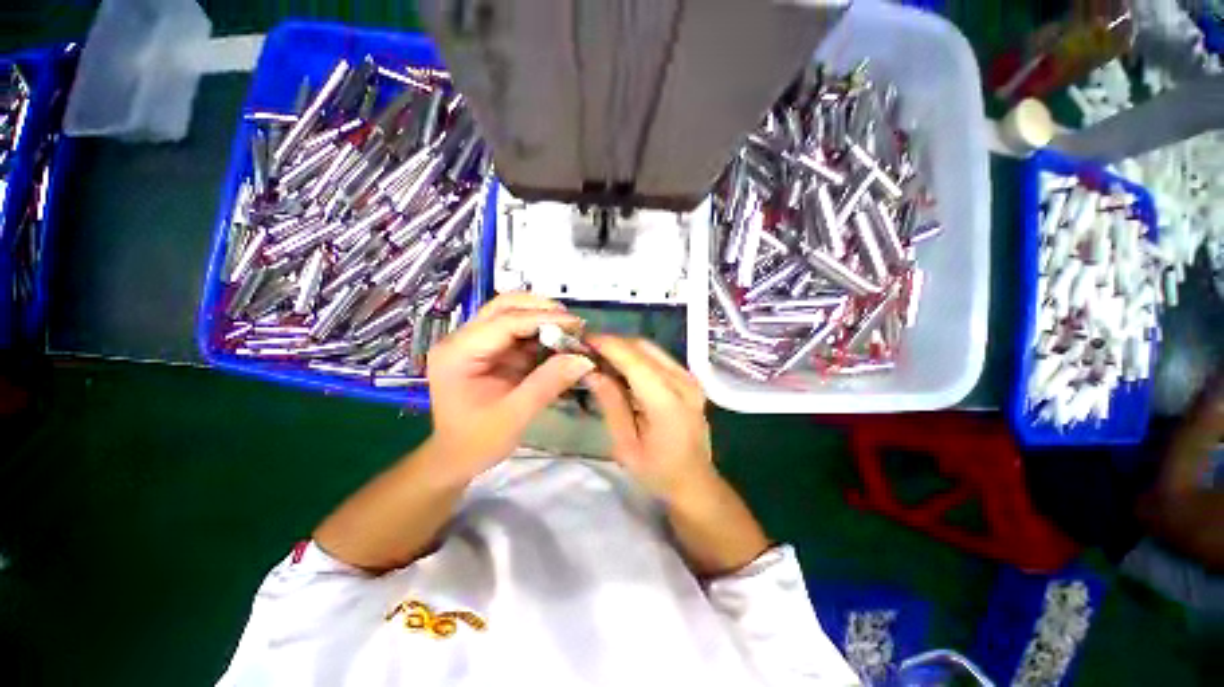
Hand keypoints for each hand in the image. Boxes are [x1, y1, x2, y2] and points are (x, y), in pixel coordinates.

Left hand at [427, 292, 594, 481]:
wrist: (456, 458)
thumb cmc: (478, 441)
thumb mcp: (515, 415)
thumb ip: (548, 383)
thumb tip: (584, 359)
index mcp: (459, 353)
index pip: (505, 322)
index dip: (543, 318)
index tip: (576, 323)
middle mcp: (462, 340)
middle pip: (503, 307)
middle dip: (541, 309)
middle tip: (572, 322)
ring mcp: (473, 343)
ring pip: (510, 314)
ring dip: (541, 318)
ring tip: (569, 330)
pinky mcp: (487, 351)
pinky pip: (516, 332)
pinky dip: (539, 333)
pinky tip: (558, 341)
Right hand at [584, 336, 716, 502]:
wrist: (695, 483)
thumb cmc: (658, 472)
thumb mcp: (625, 445)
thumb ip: (611, 404)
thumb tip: (591, 371)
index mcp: (667, 402)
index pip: (634, 360)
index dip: (607, 345)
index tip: (582, 341)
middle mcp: (683, 382)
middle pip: (643, 348)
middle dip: (613, 343)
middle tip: (587, 350)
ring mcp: (690, 379)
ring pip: (651, 349)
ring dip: (624, 348)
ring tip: (600, 357)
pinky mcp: (690, 380)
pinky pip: (659, 358)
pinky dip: (637, 356)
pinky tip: (621, 367)